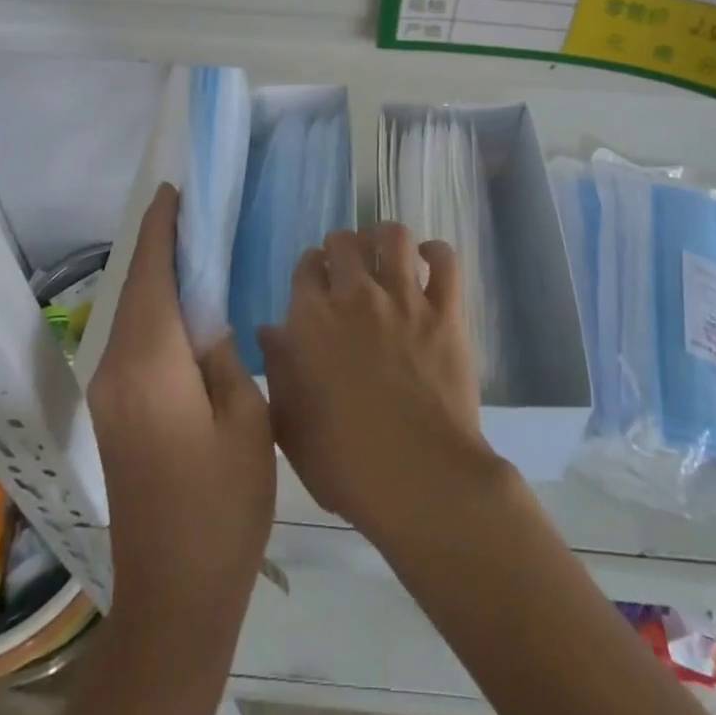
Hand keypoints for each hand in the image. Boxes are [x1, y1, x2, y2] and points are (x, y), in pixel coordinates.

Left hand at [88, 183, 274, 647]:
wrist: (174, 593)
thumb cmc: (222, 505)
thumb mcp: (247, 421)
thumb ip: (224, 356)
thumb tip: (207, 321)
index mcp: (150, 365)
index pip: (151, 275)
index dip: (161, 229)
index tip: (174, 191)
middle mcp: (116, 369)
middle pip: (136, 288)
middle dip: (159, 245)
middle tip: (194, 212)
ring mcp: (109, 393)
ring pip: (132, 314)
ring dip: (156, 276)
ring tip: (193, 247)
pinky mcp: (114, 413)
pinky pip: (133, 340)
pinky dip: (154, 309)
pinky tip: (182, 305)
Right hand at [259, 224, 500, 543]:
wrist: (419, 478)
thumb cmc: (344, 462)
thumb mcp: (290, 423)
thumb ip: (277, 368)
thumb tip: (269, 329)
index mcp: (312, 319)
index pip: (306, 266)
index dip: (311, 269)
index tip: (316, 282)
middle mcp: (355, 296)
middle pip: (344, 241)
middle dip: (341, 247)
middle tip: (348, 268)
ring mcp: (404, 299)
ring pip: (393, 236)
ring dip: (384, 237)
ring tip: (385, 252)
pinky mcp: (446, 311)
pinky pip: (445, 261)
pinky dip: (436, 253)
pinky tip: (428, 261)